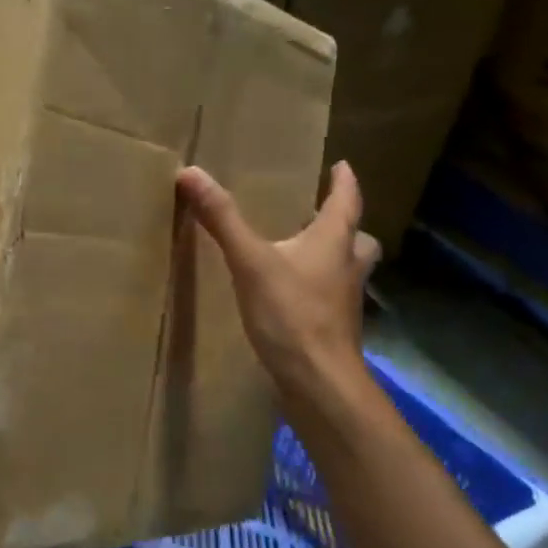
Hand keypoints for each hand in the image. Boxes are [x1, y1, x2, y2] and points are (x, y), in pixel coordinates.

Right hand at [178, 161, 381, 413]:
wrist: (319, 382)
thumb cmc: (292, 314)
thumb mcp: (250, 262)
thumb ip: (222, 219)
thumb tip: (191, 172)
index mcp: (334, 242)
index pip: (346, 200)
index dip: (344, 181)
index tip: (341, 165)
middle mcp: (347, 266)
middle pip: (357, 237)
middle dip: (343, 224)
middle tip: (321, 215)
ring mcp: (344, 300)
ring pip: (347, 268)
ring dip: (334, 256)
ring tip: (304, 253)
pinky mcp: (334, 328)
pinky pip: (331, 295)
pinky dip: (318, 286)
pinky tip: (292, 294)